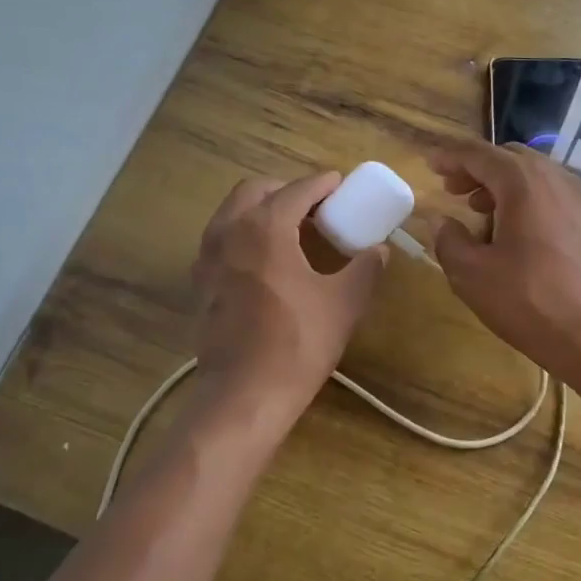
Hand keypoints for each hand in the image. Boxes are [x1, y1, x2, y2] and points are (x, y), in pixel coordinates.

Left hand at [191, 171, 386, 428]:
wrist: (244, 395)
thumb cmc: (298, 344)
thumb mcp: (344, 303)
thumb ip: (365, 268)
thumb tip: (380, 250)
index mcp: (265, 227)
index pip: (297, 190)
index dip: (323, 184)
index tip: (341, 185)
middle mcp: (229, 232)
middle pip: (256, 191)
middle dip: (286, 190)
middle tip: (315, 207)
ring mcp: (208, 257)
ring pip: (232, 213)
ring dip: (261, 210)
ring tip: (292, 230)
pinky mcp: (200, 283)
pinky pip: (222, 240)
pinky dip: (244, 235)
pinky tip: (266, 262)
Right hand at [430, 139, 580, 378]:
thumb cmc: (528, 301)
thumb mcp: (471, 274)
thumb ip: (449, 240)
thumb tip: (440, 221)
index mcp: (522, 182)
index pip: (479, 154)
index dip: (451, 156)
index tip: (430, 164)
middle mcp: (555, 178)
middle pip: (509, 158)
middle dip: (477, 169)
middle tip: (452, 190)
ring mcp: (579, 199)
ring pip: (533, 175)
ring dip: (502, 184)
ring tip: (479, 212)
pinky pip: (552, 194)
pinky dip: (527, 199)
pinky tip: (515, 231)